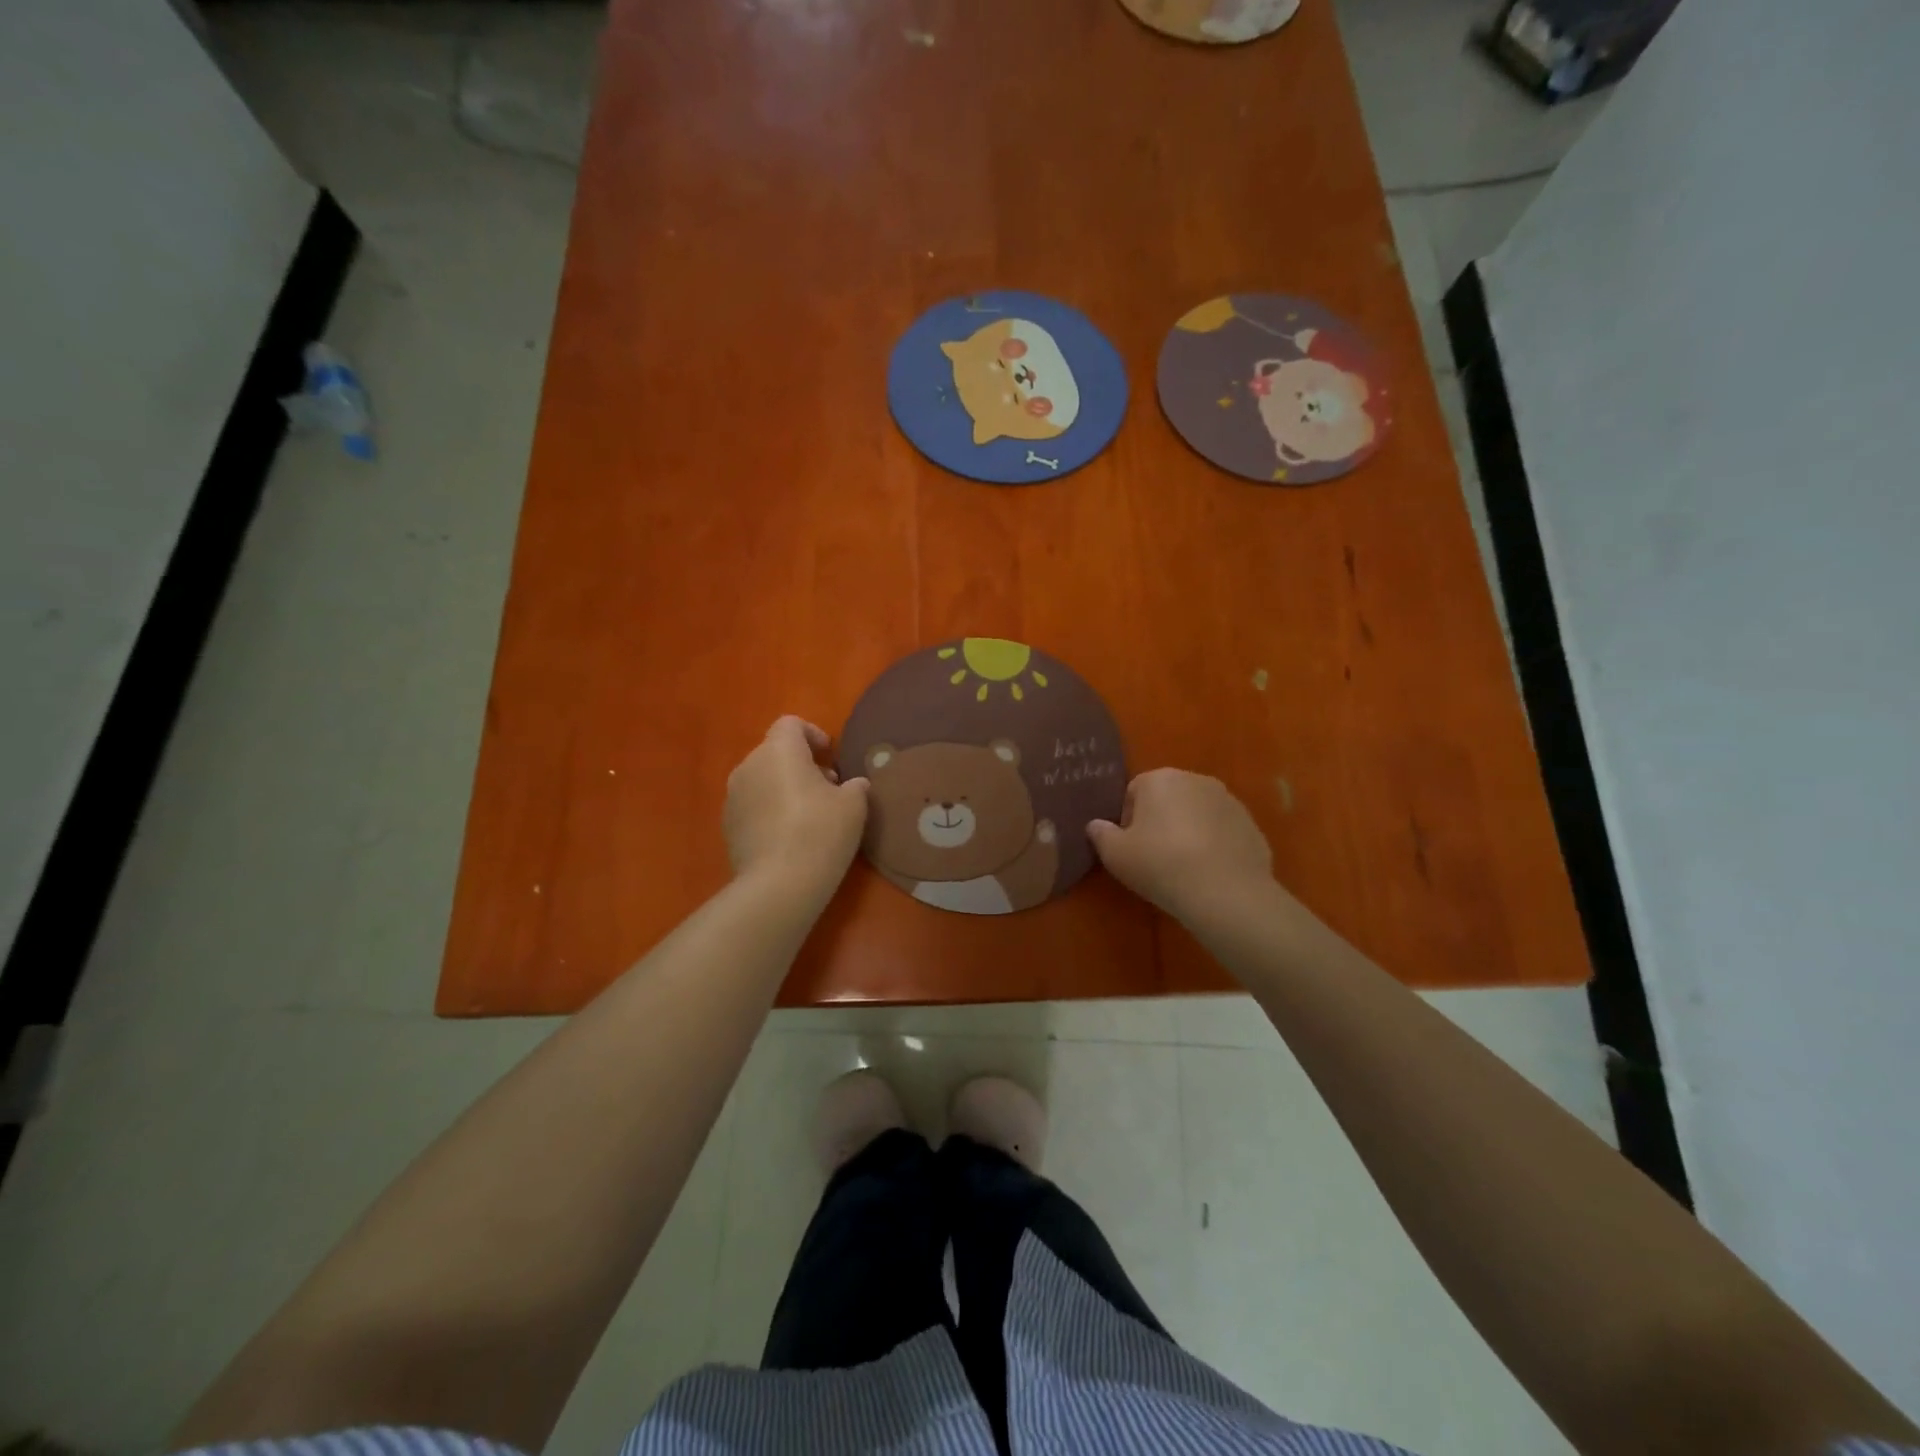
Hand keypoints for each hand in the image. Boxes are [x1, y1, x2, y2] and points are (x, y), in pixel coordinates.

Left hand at [724, 716, 868, 900]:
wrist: (778, 884)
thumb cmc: (821, 832)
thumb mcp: (854, 805)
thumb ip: (854, 786)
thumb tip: (853, 785)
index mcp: (779, 751)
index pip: (791, 724)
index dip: (813, 734)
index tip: (831, 756)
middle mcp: (749, 766)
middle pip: (775, 752)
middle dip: (801, 764)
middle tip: (827, 788)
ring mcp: (733, 797)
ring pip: (762, 779)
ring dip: (784, 787)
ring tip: (809, 814)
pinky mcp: (727, 826)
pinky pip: (752, 805)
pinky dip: (770, 810)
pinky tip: (789, 836)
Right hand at [1087, 769, 1273, 921]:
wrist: (1226, 893)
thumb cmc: (1161, 865)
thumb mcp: (1116, 855)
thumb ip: (1100, 834)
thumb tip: (1095, 825)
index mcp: (1160, 779)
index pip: (1134, 792)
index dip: (1128, 820)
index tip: (1130, 848)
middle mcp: (1195, 780)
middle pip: (1168, 798)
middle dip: (1159, 821)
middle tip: (1154, 857)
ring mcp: (1228, 801)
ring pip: (1197, 813)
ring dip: (1188, 831)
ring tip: (1184, 867)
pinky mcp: (1250, 824)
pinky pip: (1221, 831)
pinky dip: (1213, 845)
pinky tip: (1209, 873)